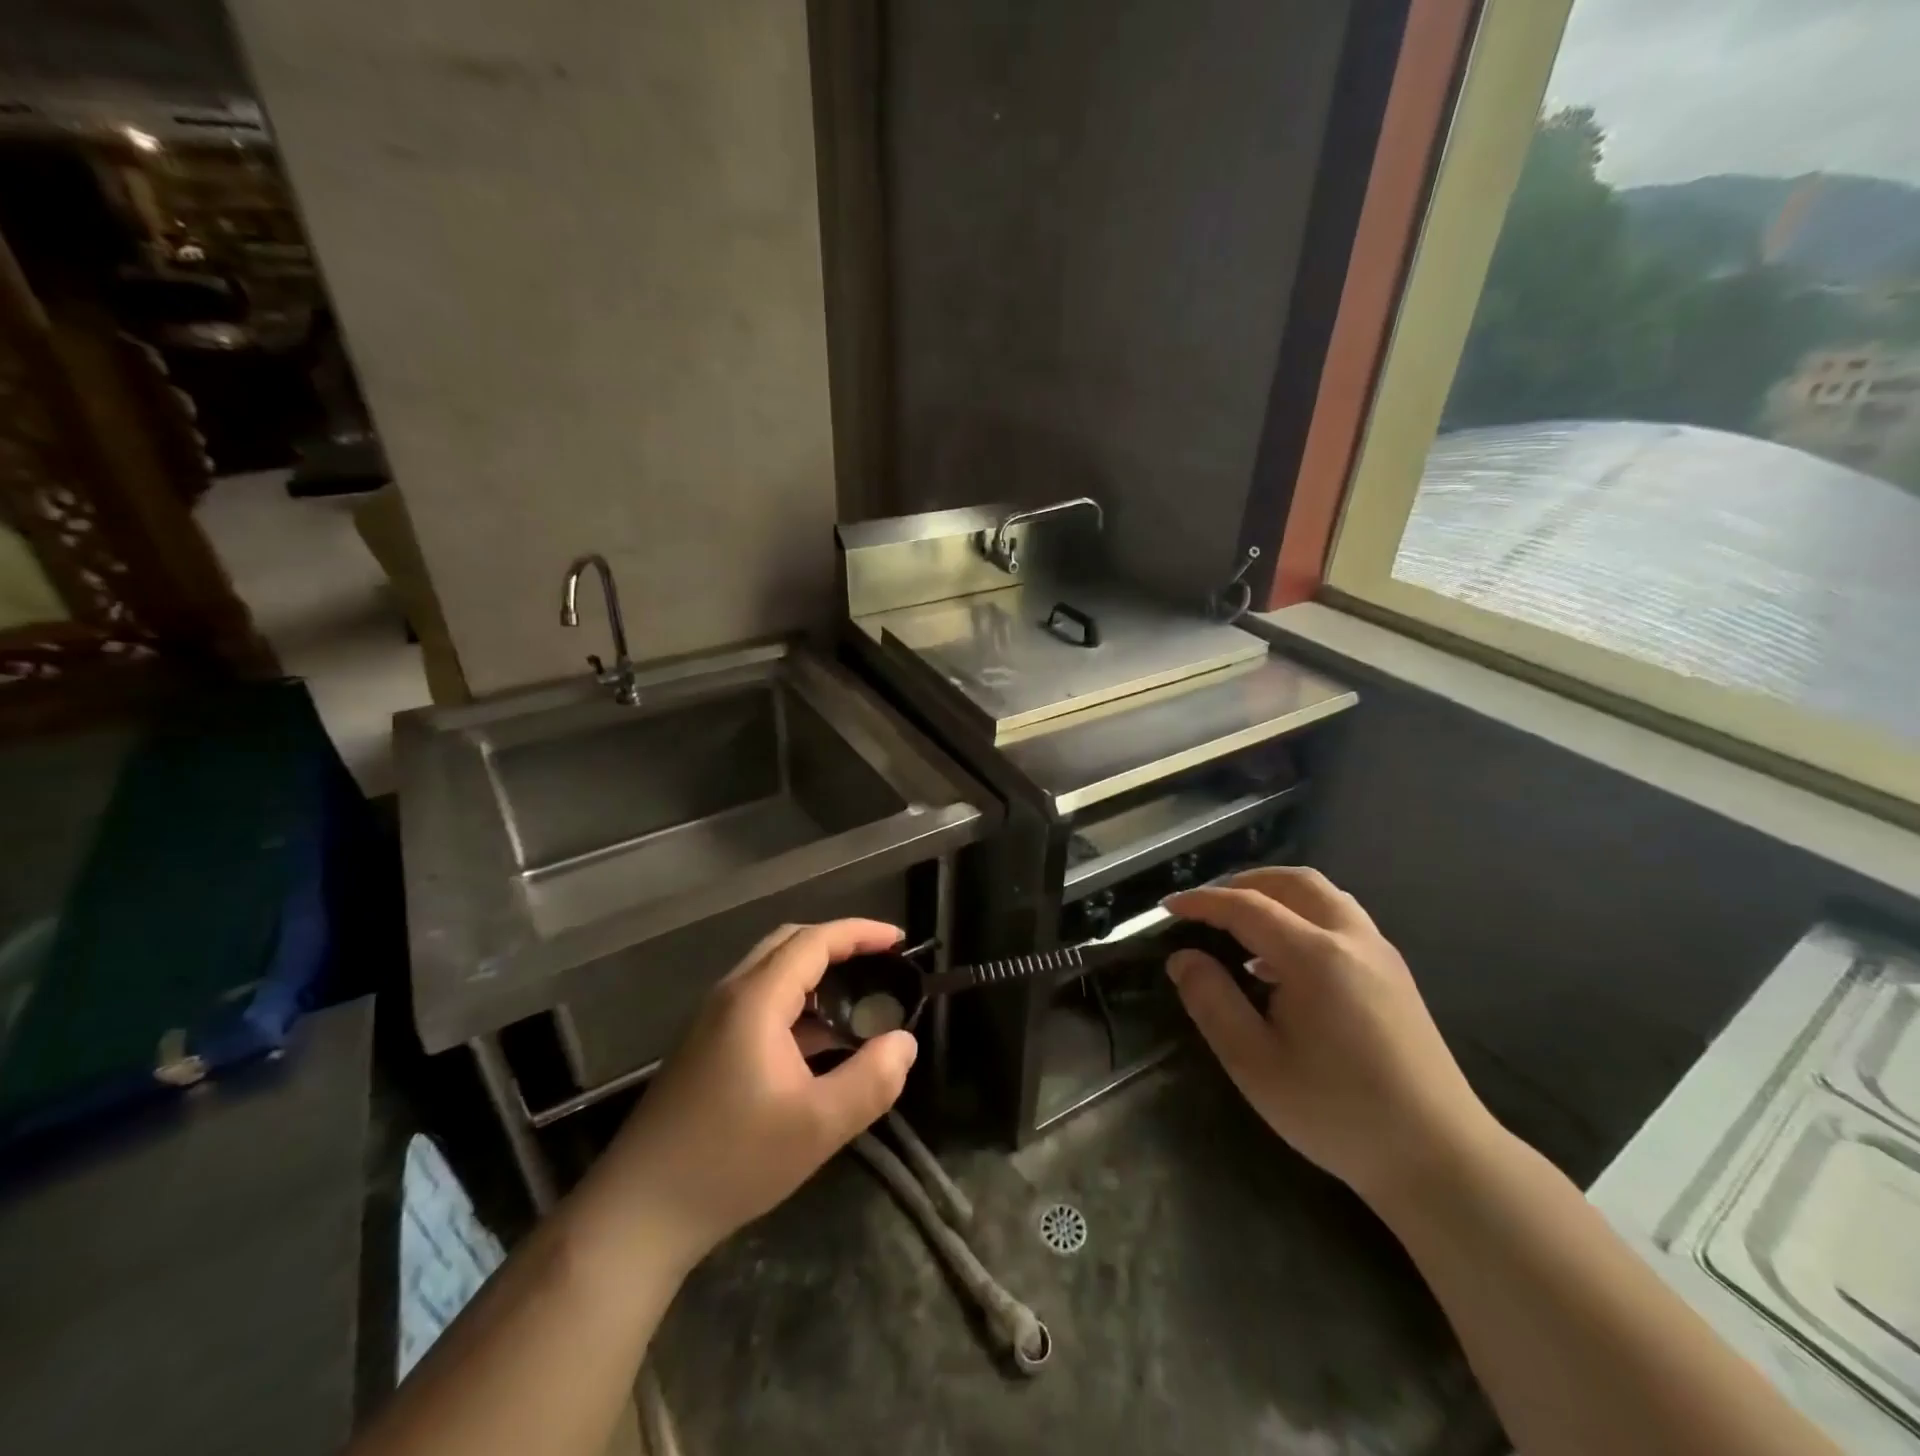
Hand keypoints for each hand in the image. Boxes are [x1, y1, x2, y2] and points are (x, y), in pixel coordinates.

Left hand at [589, 919, 917, 1266]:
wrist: (639, 1213)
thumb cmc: (731, 1161)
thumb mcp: (818, 1126)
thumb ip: (872, 1080)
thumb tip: (905, 1042)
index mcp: (756, 999)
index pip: (814, 941)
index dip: (860, 933)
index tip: (899, 942)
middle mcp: (731, 996)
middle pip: (790, 945)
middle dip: (839, 945)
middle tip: (881, 964)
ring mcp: (712, 1022)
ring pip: (772, 974)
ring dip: (817, 975)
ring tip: (859, 1001)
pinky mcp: (706, 1048)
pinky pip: (760, 1003)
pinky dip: (797, 1004)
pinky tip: (820, 1043)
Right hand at [1164, 868, 1498, 1209]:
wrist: (1439, 1158)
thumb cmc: (1336, 1111)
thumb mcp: (1254, 1063)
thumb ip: (1212, 1001)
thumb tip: (1182, 958)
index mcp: (1315, 956)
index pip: (1246, 907)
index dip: (1202, 902)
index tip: (1168, 907)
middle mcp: (1352, 939)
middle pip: (1293, 882)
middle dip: (1244, 883)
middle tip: (1208, 908)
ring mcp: (1381, 955)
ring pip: (1323, 896)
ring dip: (1277, 896)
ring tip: (1242, 926)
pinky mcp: (1395, 975)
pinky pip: (1341, 919)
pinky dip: (1303, 916)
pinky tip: (1283, 961)